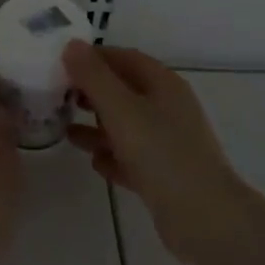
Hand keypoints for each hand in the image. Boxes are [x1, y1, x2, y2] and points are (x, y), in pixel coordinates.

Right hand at [63, 42, 247, 264]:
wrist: (205, 219)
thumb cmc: (162, 154)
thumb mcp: (121, 109)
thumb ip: (94, 77)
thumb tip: (71, 45)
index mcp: (163, 85)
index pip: (125, 58)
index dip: (93, 58)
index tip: (61, 64)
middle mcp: (168, 109)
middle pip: (124, 90)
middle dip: (92, 92)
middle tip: (59, 97)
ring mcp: (169, 143)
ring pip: (126, 126)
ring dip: (97, 126)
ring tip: (66, 130)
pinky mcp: (165, 175)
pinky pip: (132, 157)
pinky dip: (112, 156)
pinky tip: (93, 162)